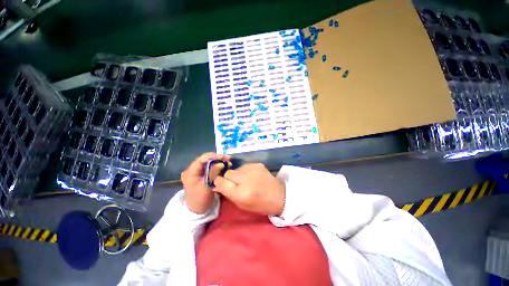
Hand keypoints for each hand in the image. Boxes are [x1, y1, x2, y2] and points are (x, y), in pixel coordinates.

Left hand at [181, 153, 229, 213]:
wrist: (197, 209)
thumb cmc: (200, 199)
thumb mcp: (206, 187)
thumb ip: (212, 174)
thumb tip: (220, 163)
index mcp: (190, 173)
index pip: (200, 160)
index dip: (211, 156)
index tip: (222, 156)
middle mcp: (193, 170)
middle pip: (205, 160)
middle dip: (217, 158)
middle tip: (227, 158)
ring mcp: (198, 171)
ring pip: (209, 162)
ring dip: (219, 161)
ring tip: (228, 160)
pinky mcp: (202, 174)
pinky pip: (210, 167)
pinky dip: (218, 165)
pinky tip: (225, 165)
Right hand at [213, 163, 284, 215]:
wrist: (278, 195)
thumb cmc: (259, 204)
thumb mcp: (241, 204)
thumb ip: (228, 193)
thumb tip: (217, 184)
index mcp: (241, 194)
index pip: (222, 182)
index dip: (218, 181)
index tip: (220, 182)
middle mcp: (246, 180)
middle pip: (228, 173)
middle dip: (228, 177)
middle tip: (235, 182)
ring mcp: (253, 170)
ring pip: (236, 168)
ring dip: (237, 174)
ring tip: (245, 179)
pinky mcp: (257, 164)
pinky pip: (244, 166)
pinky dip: (245, 171)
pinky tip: (251, 176)